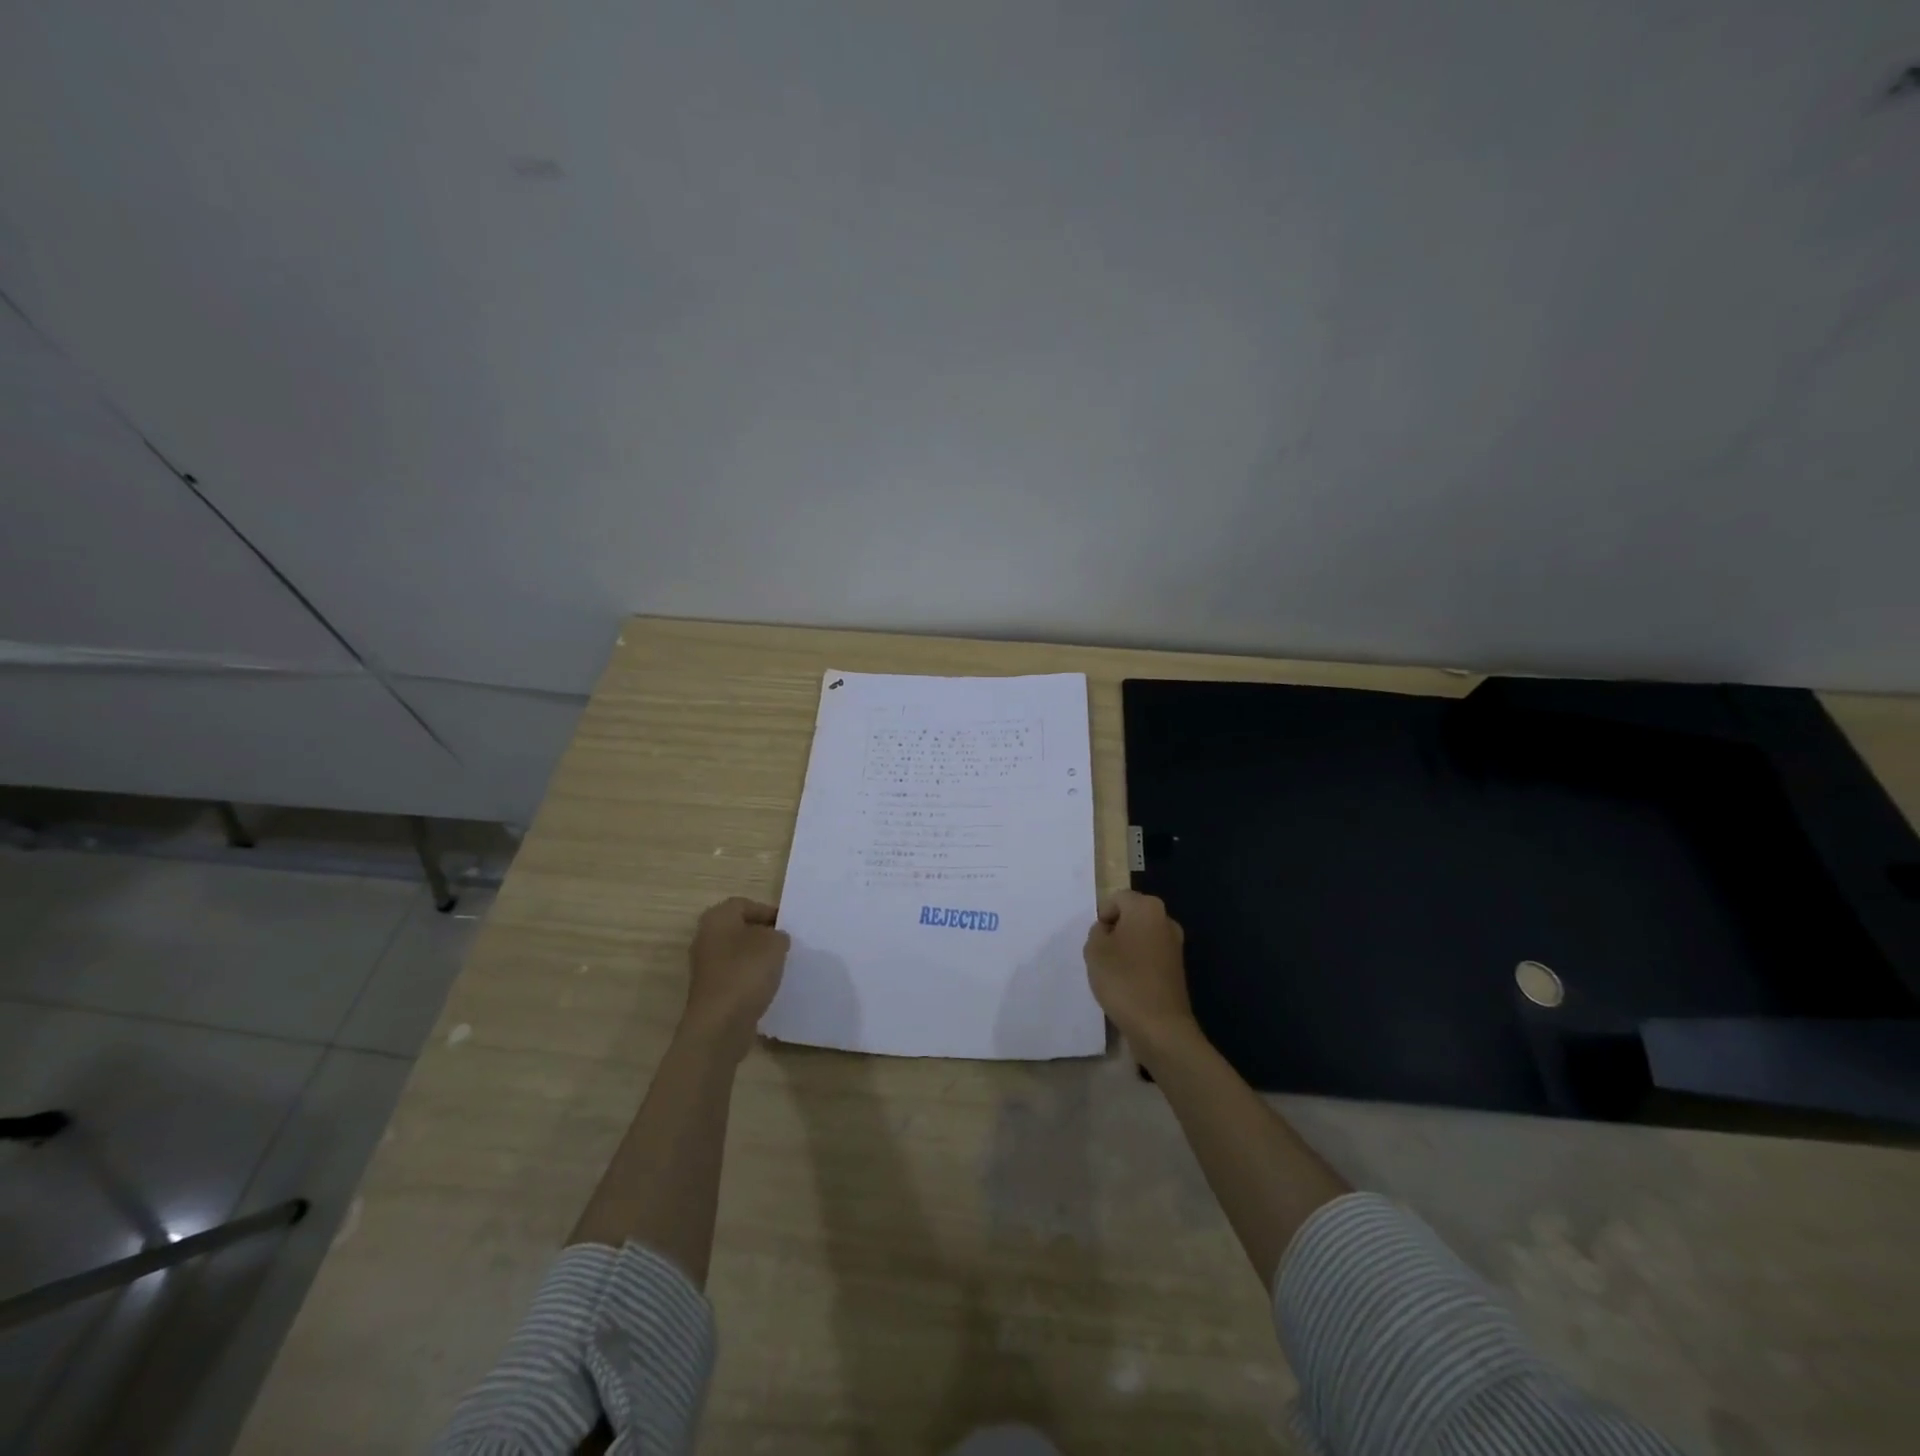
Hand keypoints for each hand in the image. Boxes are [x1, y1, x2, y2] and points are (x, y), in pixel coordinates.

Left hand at [682, 897, 789, 1059]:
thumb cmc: (746, 973)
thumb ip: (779, 935)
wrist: (720, 1025)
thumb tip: (775, 939)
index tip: (788, 926)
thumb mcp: (775, 944)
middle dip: (763, 935)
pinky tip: (767, 987)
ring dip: (757, 958)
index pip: (745, 904)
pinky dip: (750, 978)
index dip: (768, 912)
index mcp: (717, 918)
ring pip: (737, 953)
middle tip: (786, 944)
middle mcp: (706, 938)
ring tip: (780, 966)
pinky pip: (735, 975)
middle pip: (740, 929)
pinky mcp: (711, 990)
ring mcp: (706, 966)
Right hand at [1083, 890, 1197, 1054]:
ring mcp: (1175, 944)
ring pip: (1141, 936)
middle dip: (1114, 931)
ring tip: (1114, 972)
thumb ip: (1096, 932)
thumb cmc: (1123, 980)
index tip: (1096, 941)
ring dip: (1126, 948)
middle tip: (1102, 955)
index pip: (1117, 898)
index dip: (1102, 916)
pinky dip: (1138, 964)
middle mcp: (1165, 920)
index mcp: (1147, 908)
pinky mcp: (1177, 968)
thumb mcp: (1094, 950)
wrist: (1160, 1026)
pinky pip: (1150, 955)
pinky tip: (1129, 984)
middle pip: (1131, 915)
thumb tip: (1108, 931)